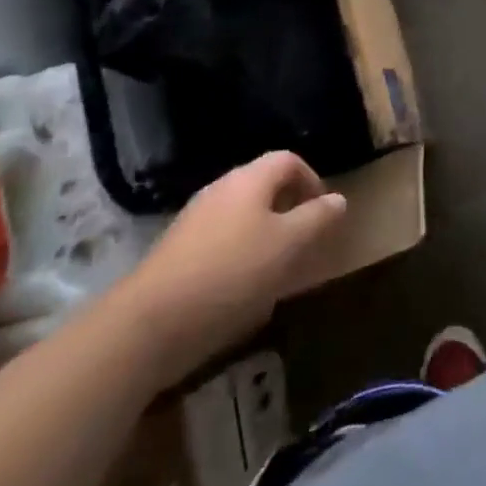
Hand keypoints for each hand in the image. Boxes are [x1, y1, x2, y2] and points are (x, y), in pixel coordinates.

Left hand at [114, 152, 346, 386]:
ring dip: (265, 236)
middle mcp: (220, 190)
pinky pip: (219, 243)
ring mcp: (193, 221)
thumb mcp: (289, 245)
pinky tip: (241, 291)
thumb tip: (338, 199)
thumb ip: (317, 219)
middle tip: (305, 242)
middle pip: (264, 186)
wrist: (148, 325)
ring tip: (277, 270)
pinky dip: (238, 257)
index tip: (324, 214)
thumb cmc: (231, 274)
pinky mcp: (175, 254)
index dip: (312, 180)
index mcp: (249, 179)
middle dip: (289, 210)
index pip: (289, 160)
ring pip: (241, 216)